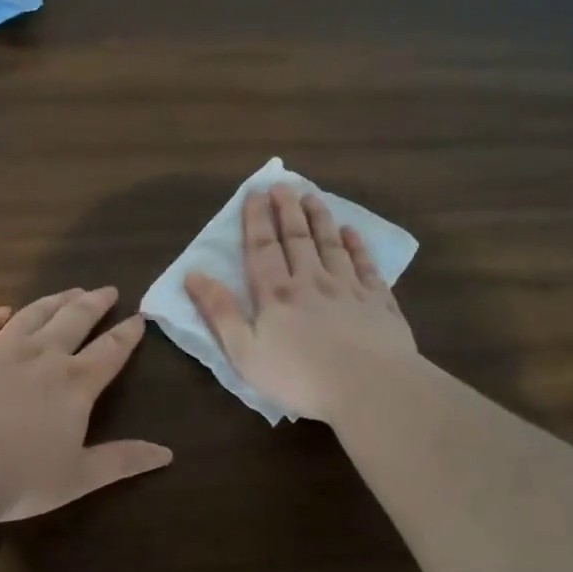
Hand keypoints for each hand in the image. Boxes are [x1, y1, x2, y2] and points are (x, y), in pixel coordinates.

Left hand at [0, 287, 172, 520]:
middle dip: (95, 303)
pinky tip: (4, 311)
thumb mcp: (79, 477)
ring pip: (34, 313)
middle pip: (75, 319)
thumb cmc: (18, 478)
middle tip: (107, 290)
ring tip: (69, 291)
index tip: (139, 317)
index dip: (128, 333)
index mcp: (74, 384)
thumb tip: (168, 454)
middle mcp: (41, 354)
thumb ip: (123, 461)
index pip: (110, 350)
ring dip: (55, 300)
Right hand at [185, 184, 417, 421]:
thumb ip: (219, 312)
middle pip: (297, 238)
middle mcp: (312, 281)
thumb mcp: (244, 352)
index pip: (262, 248)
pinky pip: (366, 265)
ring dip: (320, 219)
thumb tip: (193, 275)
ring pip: (331, 244)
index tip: (255, 193)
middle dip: (287, 210)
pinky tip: (352, 233)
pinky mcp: (379, 302)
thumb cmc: (299, 376)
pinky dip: (357, 246)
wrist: (369, 387)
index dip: (256, 219)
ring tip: (312, 196)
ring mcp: (349, 289)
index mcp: (276, 294)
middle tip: (283, 184)